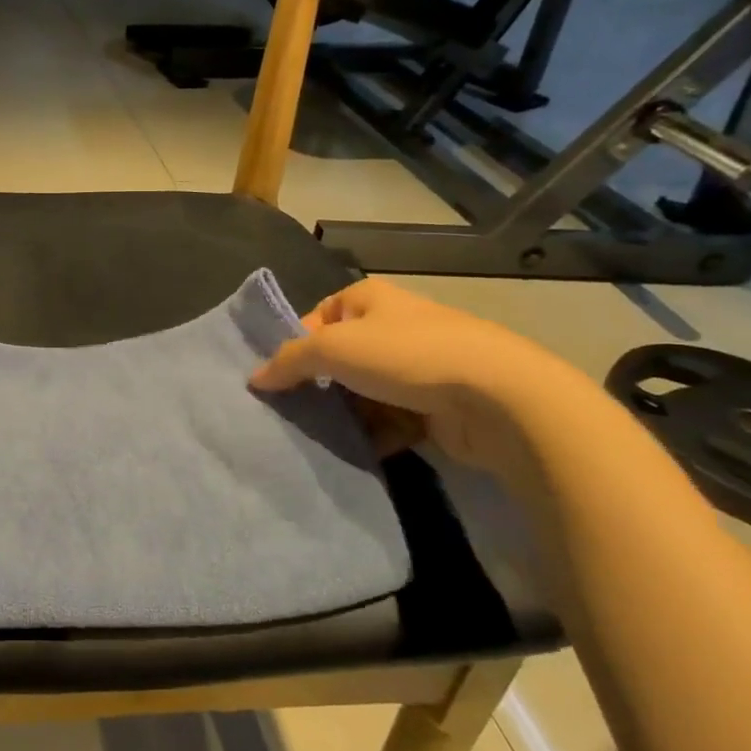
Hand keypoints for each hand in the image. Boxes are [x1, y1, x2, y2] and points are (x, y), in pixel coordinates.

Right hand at [251, 277, 573, 475]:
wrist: (496, 398)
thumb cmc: (406, 356)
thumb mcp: (333, 348)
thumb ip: (289, 361)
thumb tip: (255, 378)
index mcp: (369, 299)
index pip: (317, 317)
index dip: (295, 345)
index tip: (277, 378)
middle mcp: (394, 327)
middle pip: (341, 358)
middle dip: (320, 386)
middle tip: (293, 412)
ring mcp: (418, 368)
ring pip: (365, 393)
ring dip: (347, 415)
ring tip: (322, 437)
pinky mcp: (437, 406)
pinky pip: (392, 420)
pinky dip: (376, 435)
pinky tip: (361, 451)